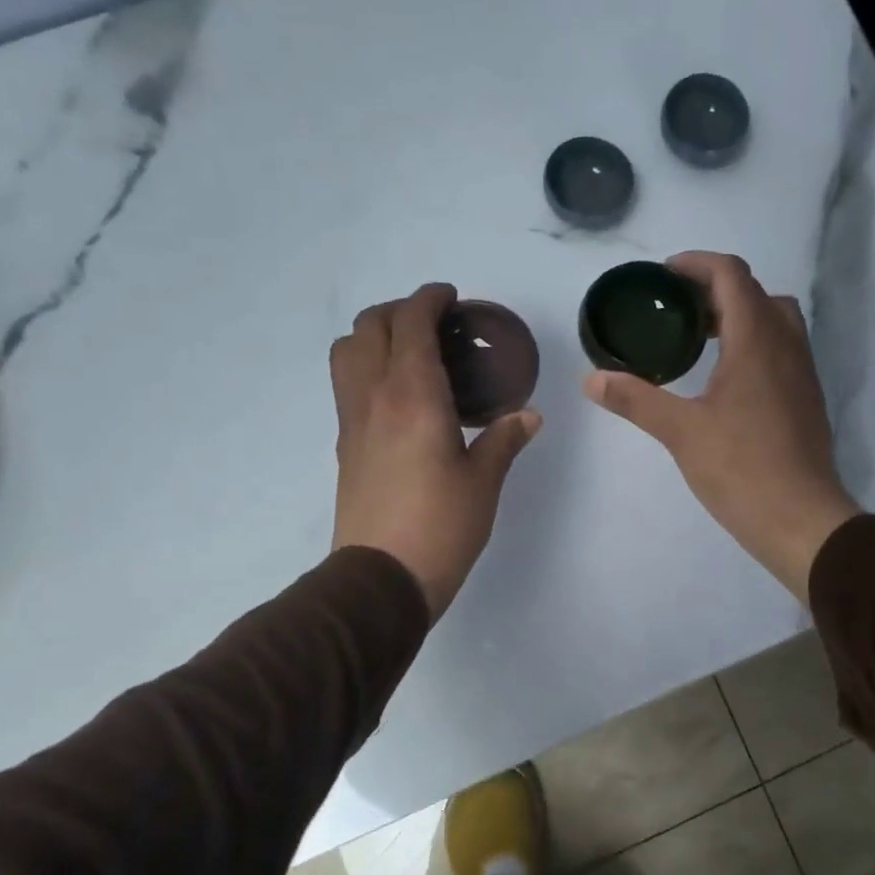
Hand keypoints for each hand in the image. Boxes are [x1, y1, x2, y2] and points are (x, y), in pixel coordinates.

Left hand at [331, 283, 541, 618]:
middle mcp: (374, 396)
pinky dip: (366, 368)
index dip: (429, 299)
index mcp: (413, 394)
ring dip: (373, 336)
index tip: (451, 298)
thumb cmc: (441, 526)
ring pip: (346, 351)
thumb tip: (529, 417)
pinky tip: (398, 397)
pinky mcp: (345, 446)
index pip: (411, 322)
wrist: (383, 577)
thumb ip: (504, 440)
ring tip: (408, 353)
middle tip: (434, 324)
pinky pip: (347, 385)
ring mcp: (352, 420)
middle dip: (400, 310)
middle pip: (370, 326)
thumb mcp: (483, 482)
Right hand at [582, 251, 858, 604]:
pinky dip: (753, 345)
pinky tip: (724, 381)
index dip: (697, 264)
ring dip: (739, 317)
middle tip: (677, 311)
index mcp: (756, 340)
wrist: (801, 519)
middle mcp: (786, 346)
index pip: (731, 275)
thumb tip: (591, 379)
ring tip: (699, 342)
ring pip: (775, 322)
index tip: (664, 275)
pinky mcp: (806, 400)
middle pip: (756, 293)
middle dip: (716, 290)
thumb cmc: (741, 469)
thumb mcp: (681, 432)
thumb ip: (636, 400)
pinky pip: (781, 351)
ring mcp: (803, 374)